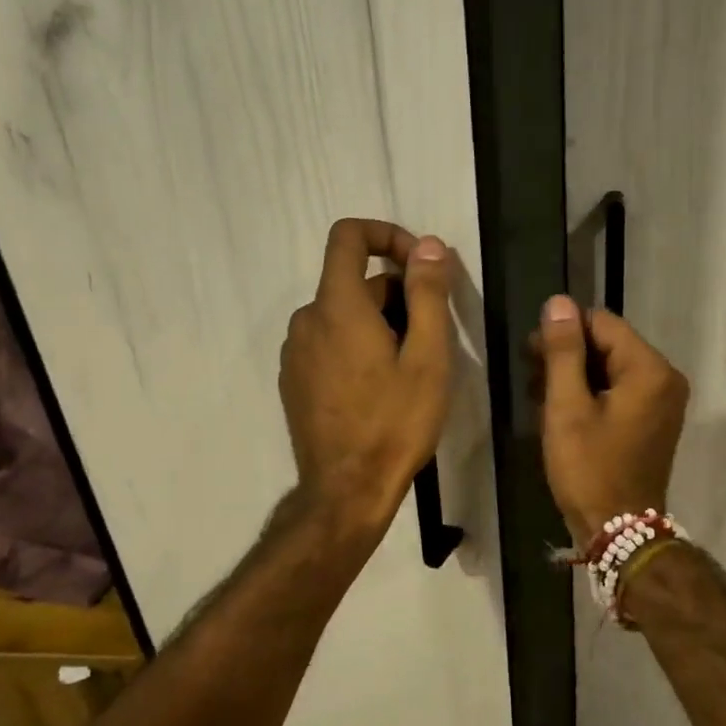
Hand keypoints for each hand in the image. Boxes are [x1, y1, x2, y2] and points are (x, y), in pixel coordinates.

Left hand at [280, 219, 453, 542]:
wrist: (346, 490)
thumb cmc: (395, 423)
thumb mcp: (428, 358)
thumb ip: (428, 294)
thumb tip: (428, 245)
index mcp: (337, 306)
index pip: (348, 236)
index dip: (387, 235)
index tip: (419, 264)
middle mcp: (307, 320)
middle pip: (352, 281)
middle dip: (396, 293)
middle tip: (431, 336)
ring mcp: (295, 352)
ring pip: (342, 315)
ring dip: (378, 323)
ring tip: (409, 367)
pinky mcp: (294, 380)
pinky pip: (328, 342)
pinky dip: (355, 346)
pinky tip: (379, 388)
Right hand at [532, 295, 688, 546]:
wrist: (619, 530)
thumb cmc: (589, 468)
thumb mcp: (568, 407)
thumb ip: (563, 351)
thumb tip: (558, 302)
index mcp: (649, 370)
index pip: (602, 323)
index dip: (563, 332)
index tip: (530, 353)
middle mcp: (664, 378)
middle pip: (609, 344)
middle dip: (568, 355)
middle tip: (530, 376)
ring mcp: (663, 400)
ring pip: (611, 367)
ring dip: (575, 376)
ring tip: (539, 396)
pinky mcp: (654, 419)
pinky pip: (619, 390)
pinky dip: (591, 394)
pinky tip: (561, 409)